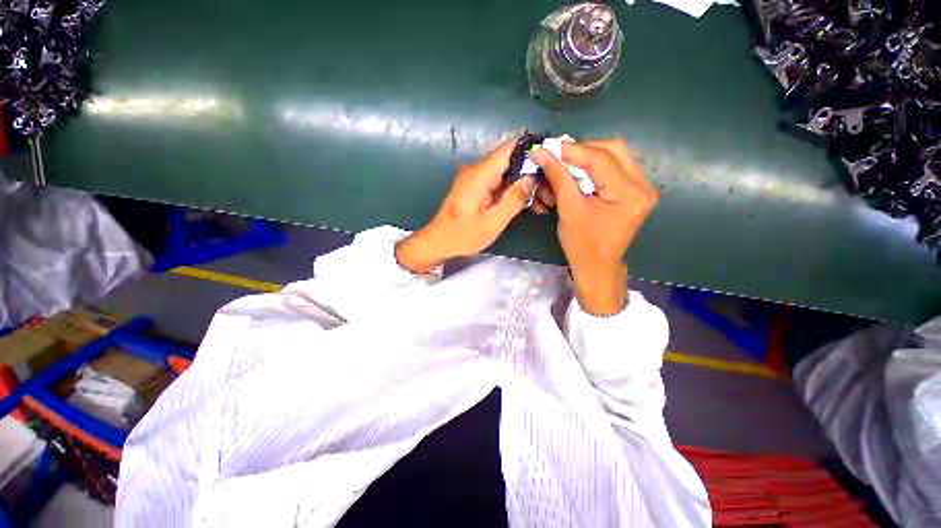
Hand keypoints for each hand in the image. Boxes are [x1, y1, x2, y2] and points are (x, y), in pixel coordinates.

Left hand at [395, 138, 534, 273]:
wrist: (438, 241)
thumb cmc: (463, 235)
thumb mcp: (492, 222)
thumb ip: (513, 199)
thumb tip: (531, 178)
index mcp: (479, 174)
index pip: (508, 147)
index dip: (530, 147)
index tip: (549, 157)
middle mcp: (476, 169)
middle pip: (508, 158)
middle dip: (529, 169)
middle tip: (548, 184)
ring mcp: (474, 177)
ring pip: (504, 170)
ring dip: (521, 180)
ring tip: (540, 194)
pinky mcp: (474, 186)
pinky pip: (497, 180)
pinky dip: (510, 187)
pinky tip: (522, 199)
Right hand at [530, 139, 657, 315]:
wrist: (597, 266)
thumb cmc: (581, 244)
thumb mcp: (568, 209)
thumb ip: (558, 178)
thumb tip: (541, 153)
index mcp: (629, 194)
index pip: (601, 159)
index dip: (573, 150)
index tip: (549, 147)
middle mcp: (643, 186)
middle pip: (614, 150)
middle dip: (583, 150)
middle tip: (560, 156)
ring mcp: (643, 188)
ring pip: (615, 155)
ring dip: (588, 157)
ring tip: (567, 165)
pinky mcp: (636, 191)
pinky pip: (615, 167)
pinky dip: (595, 167)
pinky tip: (579, 174)